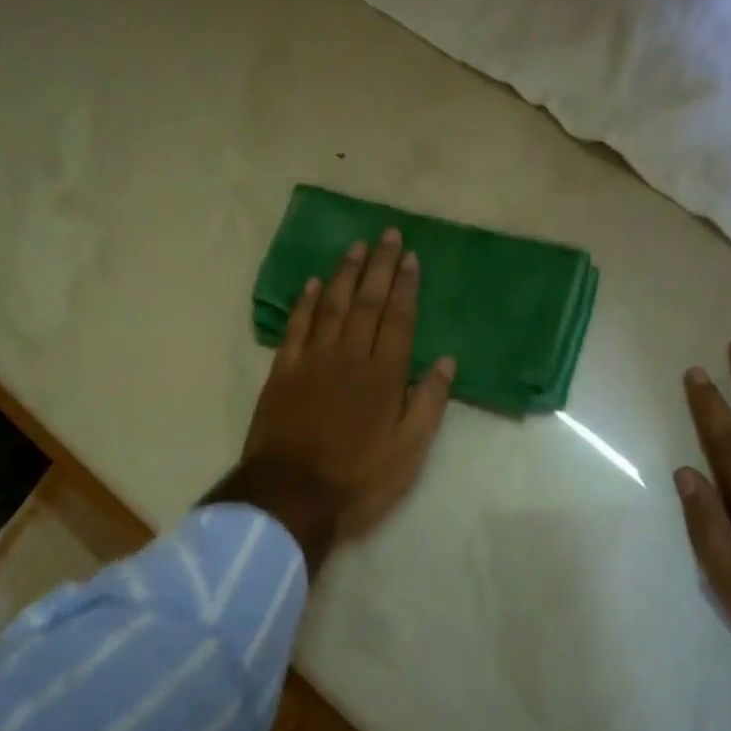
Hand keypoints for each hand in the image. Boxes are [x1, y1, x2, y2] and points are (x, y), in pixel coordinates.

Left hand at [238, 228, 455, 552]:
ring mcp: (312, 360)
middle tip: (388, 234)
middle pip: (367, 302)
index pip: (399, 319)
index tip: (411, 257)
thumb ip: (429, 403)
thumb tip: (448, 361)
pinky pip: (295, 326)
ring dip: (344, 274)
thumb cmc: (358, 479)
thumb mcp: (409, 452)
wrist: (290, 496)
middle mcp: (349, 356)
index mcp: (384, 375)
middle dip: (380, 266)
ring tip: (356, 247)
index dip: (406, 286)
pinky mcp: (282, 371)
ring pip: (330, 305)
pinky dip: (304, 302)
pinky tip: (311, 283)